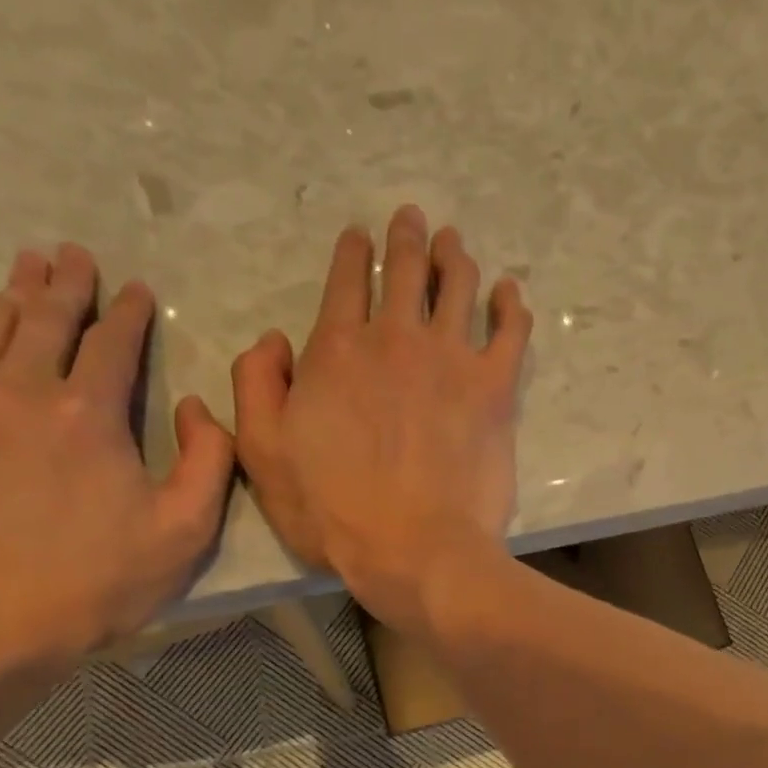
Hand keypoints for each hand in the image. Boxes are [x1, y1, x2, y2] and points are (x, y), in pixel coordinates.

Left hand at [0, 245, 234, 674]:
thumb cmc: (101, 582)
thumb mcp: (187, 531)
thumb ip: (209, 460)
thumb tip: (196, 407)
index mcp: (90, 415)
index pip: (112, 343)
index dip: (127, 312)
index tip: (136, 289)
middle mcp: (21, 392)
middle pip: (46, 319)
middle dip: (66, 283)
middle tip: (74, 254)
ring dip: (14, 290)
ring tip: (26, 264)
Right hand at [232, 205, 533, 631]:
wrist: (416, 549)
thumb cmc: (334, 512)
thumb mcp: (263, 454)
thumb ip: (257, 386)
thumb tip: (271, 339)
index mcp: (338, 350)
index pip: (346, 283)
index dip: (353, 254)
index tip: (360, 235)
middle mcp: (396, 340)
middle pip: (405, 272)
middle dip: (406, 240)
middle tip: (413, 218)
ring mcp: (451, 360)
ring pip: (456, 288)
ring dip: (454, 258)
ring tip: (454, 242)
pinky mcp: (495, 389)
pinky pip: (510, 332)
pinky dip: (510, 306)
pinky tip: (508, 292)